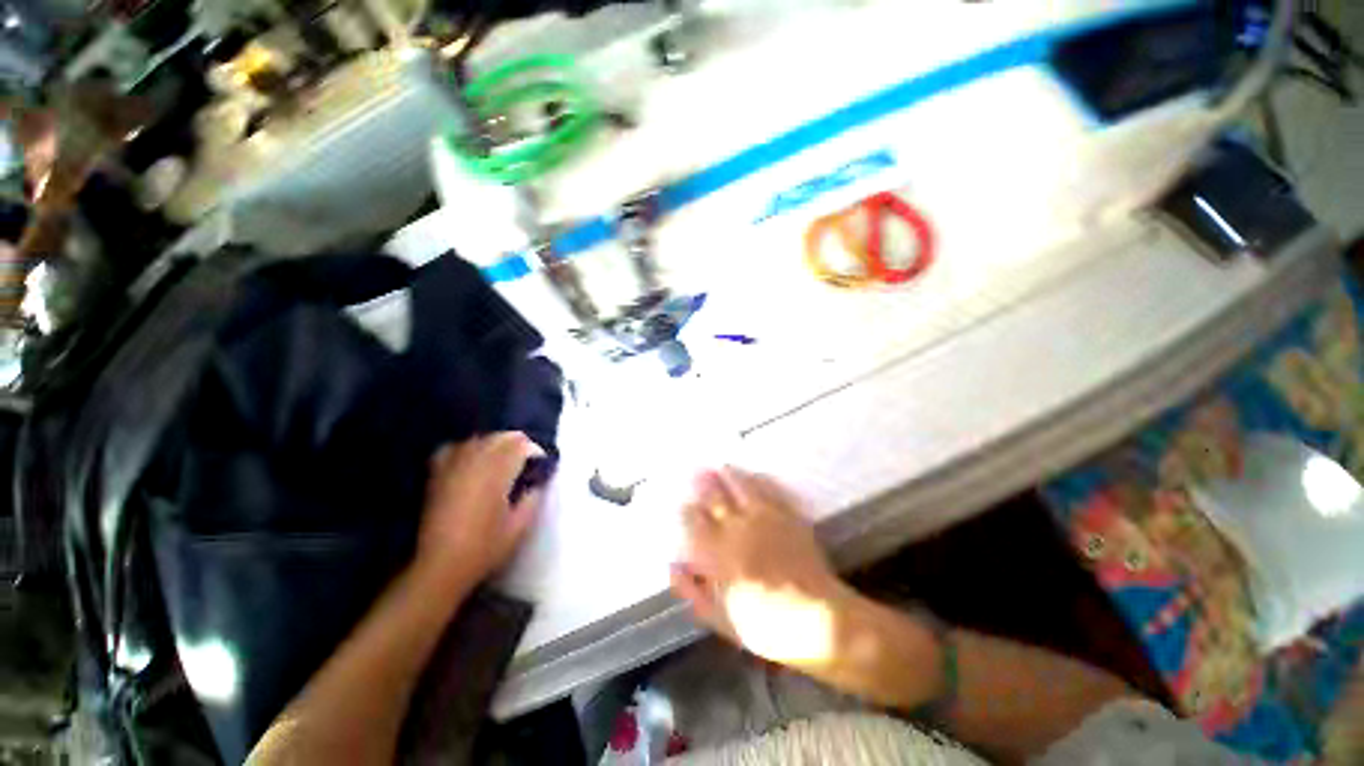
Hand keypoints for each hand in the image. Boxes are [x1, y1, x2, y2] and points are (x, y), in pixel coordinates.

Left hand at [417, 433, 545, 587]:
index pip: (520, 446)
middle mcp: (474, 463)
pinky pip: (454, 448)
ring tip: (504, 458)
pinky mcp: (437, 475)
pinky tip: (473, 458)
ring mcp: (453, 467)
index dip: (534, 451)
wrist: (440, 567)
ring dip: (496, 443)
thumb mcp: (520, 526)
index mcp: (497, 474)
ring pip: (479, 439)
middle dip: (518, 444)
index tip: (541, 463)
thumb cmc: (484, 547)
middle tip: (527, 460)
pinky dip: (468, 448)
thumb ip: (533, 498)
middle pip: (500, 437)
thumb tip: (538, 481)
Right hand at [670, 468, 856, 669]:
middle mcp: (738, 529)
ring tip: (721, 466)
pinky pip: (770, 490)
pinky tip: (754, 475)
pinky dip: (760, 480)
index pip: (694, 523)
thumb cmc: (766, 627)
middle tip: (696, 472)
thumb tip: (672, 566)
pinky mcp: (788, 516)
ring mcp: (765, 519)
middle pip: (715, 498)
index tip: (682, 504)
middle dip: (704, 484)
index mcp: (718, 554)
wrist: (820, 621)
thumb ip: (693, 592)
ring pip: (741, 487)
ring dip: (729, 475)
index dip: (686, 511)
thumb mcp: (721, 619)